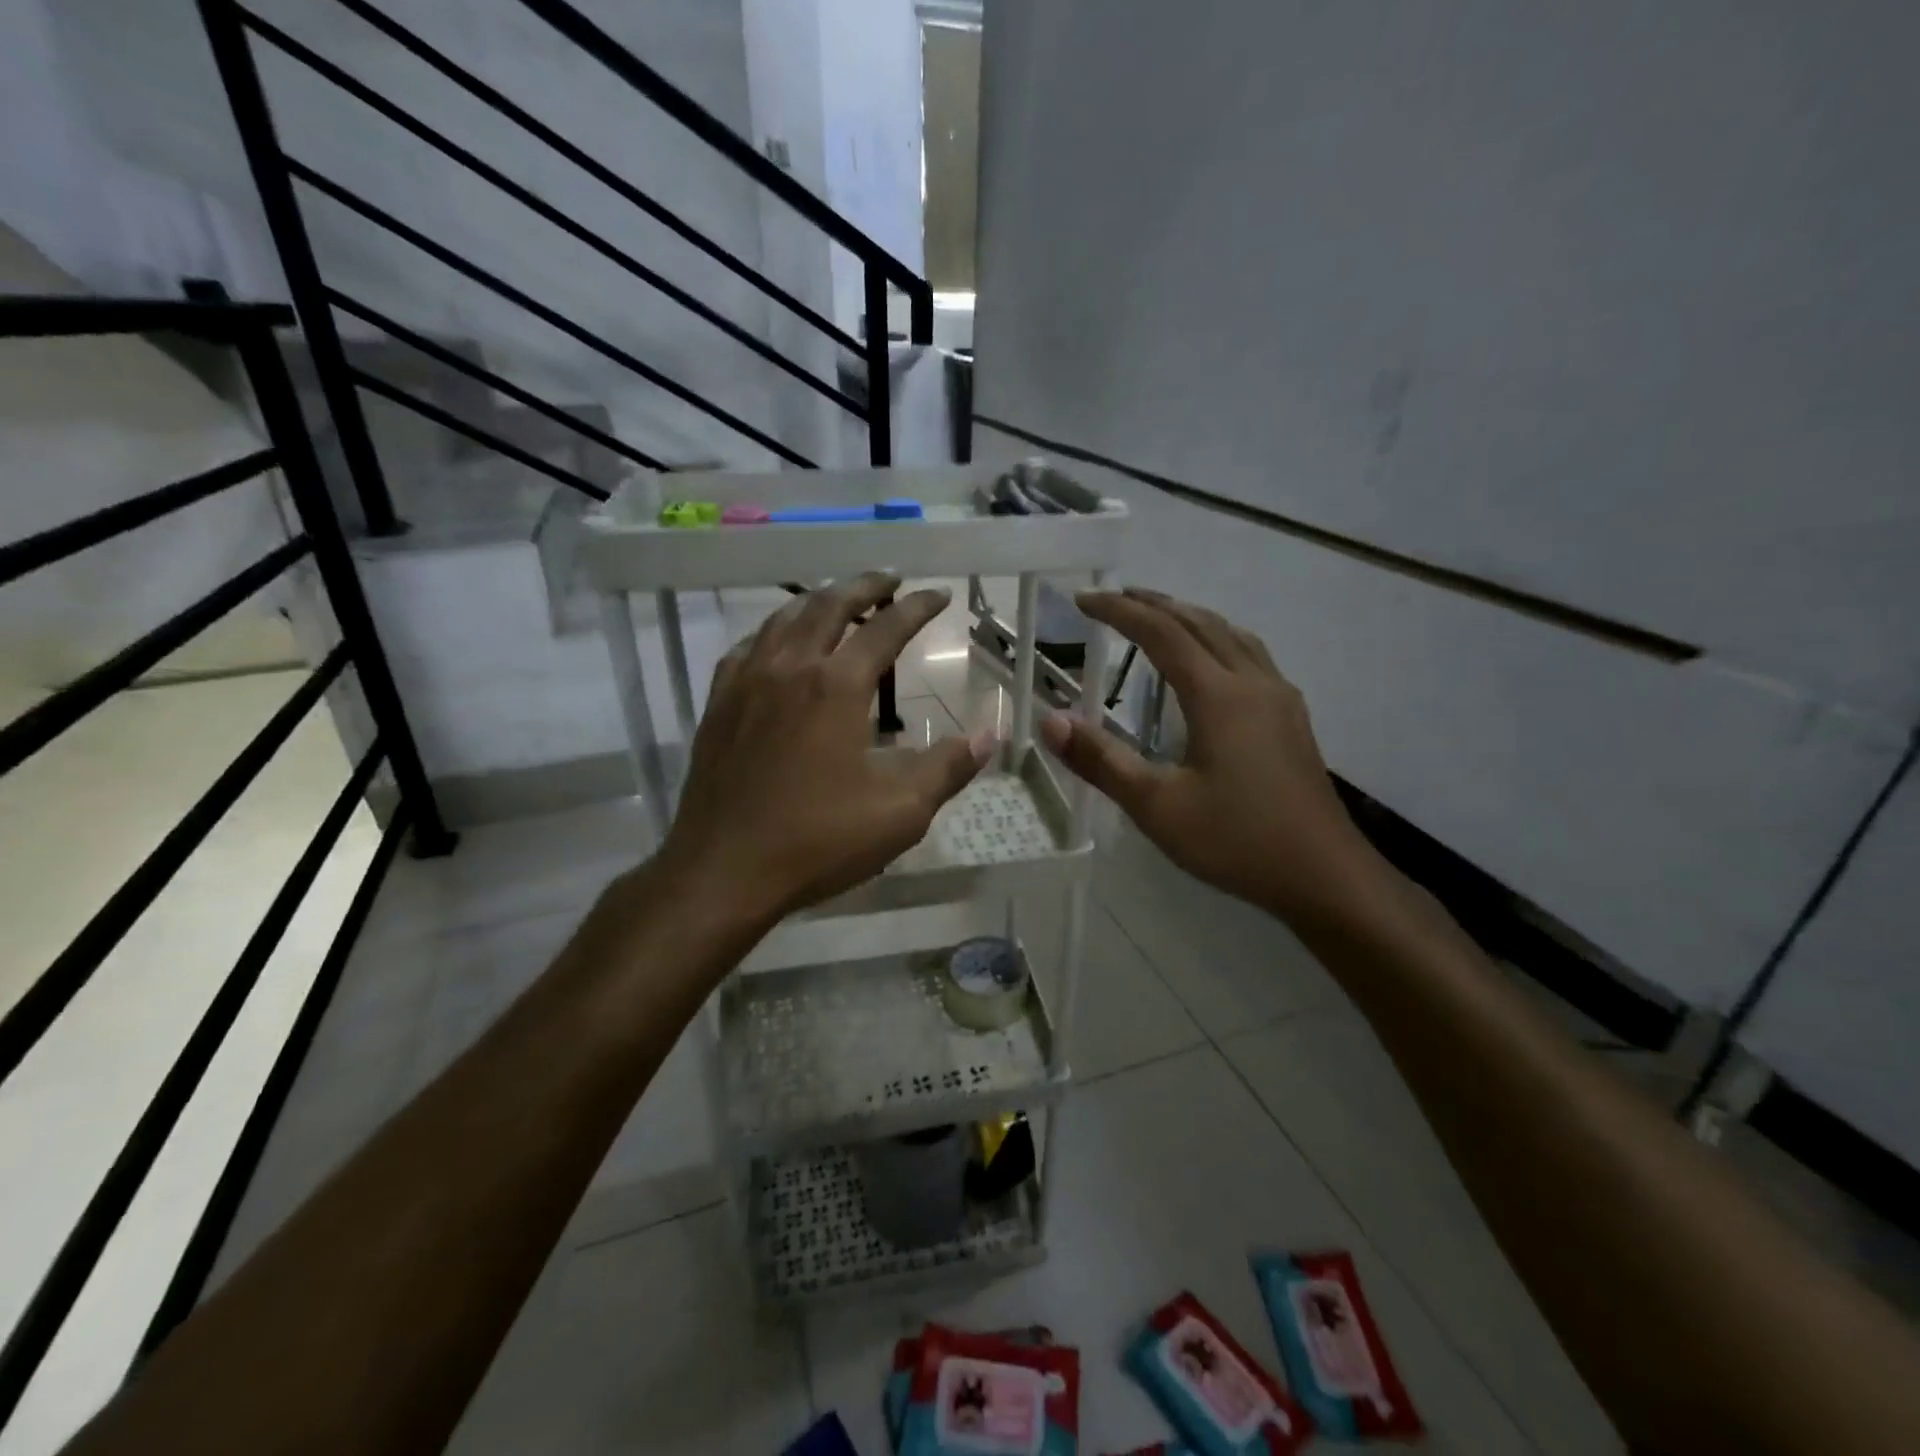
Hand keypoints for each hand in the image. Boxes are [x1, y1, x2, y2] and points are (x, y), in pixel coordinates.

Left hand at [654, 571, 993, 924]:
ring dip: (818, 600)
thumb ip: (947, 768)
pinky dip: (773, 631)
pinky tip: (779, 643)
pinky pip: (748, 647)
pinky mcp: (719, 704)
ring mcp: (747, 682)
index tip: (939, 595)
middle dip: (865, 586)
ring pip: (784, 618)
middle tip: (891, 579)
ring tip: (840, 599)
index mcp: (837, 686)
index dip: (917, 607)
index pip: (886, 628)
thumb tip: (989, 737)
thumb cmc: (818, 841)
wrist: (723, 870)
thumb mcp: (900, 812)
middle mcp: (790, 668)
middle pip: (830, 605)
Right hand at [1039, 588, 1376, 920]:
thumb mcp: (1157, 807)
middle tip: (1115, 598)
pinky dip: (1217, 638)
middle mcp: (1253, 683)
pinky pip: (1250, 655)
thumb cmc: (1237, 841)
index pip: (1162, 633)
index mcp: (1219, 696)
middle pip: (1200, 623)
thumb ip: (1102, 761)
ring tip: (1158, 617)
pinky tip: (1211, 663)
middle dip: (1155, 604)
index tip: (1083, 600)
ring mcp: (1280, 698)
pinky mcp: (1292, 718)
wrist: (1324, 876)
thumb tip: (1051, 721)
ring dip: (1190, 617)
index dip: (1120, 611)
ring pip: (1232, 634)